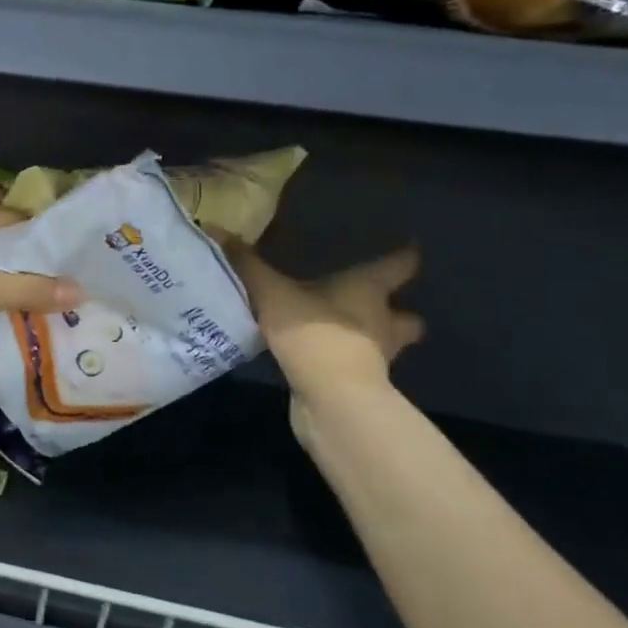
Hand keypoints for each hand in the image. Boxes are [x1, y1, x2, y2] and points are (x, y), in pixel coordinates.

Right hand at [228, 242, 424, 400]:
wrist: (331, 397)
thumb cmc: (313, 332)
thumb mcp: (271, 292)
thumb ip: (247, 265)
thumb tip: (218, 229)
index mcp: (368, 290)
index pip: (399, 266)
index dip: (404, 257)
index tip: (409, 250)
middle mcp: (382, 321)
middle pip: (406, 316)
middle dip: (397, 311)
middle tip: (376, 304)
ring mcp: (376, 357)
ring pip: (385, 344)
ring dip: (372, 340)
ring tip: (343, 334)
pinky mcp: (359, 385)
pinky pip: (357, 368)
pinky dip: (344, 364)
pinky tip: (320, 360)